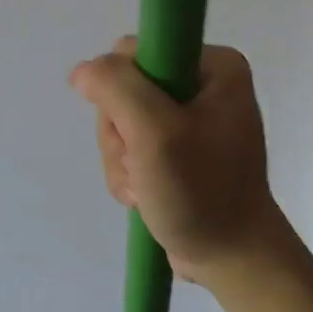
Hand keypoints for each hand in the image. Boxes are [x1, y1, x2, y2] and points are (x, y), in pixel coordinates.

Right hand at [70, 38, 285, 283]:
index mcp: (214, 65)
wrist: (231, 259)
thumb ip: (116, 88)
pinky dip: (127, 173)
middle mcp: (203, 83)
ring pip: (119, 121)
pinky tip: (144, 195)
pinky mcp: (177, 147)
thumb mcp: (156, 133)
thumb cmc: (202, 192)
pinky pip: (129, 146)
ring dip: (120, 159)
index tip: (135, 129)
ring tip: (145, 188)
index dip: (120, 91)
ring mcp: (189, 117)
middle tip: (142, 167)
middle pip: (122, 89)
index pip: (134, 52)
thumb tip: (81, 72)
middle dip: (120, 135)